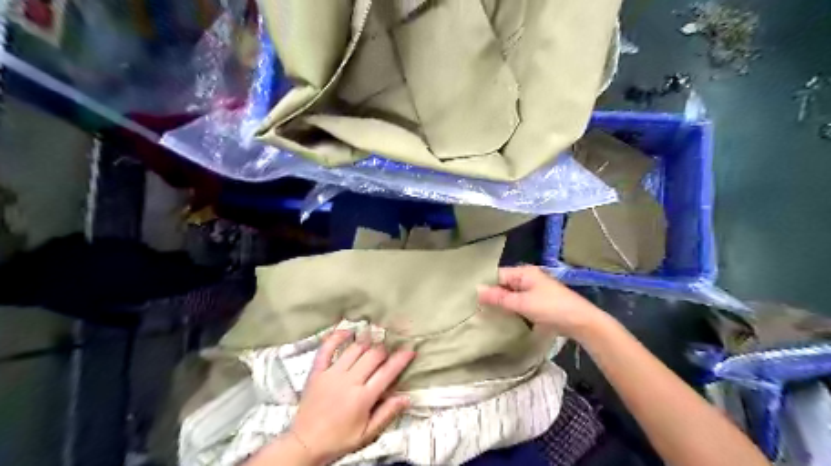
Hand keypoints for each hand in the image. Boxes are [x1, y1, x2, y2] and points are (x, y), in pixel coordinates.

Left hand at [290, 329, 414, 464]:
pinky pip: (327, 348)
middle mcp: (349, 381)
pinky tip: (348, 332)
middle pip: (373, 355)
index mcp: (363, 398)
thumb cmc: (338, 440)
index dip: (401, 359)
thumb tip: (406, 398)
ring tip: (374, 341)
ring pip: (355, 348)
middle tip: (389, 352)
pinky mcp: (317, 371)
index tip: (410, 350)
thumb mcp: (367, 434)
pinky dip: (337, 337)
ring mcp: (331, 374)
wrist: (305, 444)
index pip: (387, 372)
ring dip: (367, 342)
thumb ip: (387, 414)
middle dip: (384, 350)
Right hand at [482, 266, 604, 338]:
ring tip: (484, 313)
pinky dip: (511, 308)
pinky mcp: (538, 302)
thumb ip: (499, 297)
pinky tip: (502, 317)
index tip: (471, 298)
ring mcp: (534, 290)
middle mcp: (528, 277)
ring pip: (511, 294)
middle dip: (492, 295)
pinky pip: (519, 302)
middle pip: (504, 284)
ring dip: (501, 303)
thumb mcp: (522, 303)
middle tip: (475, 307)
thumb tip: (476, 289)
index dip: (485, 285)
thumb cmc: (551, 308)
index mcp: (524, 272)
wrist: (581, 322)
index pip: (498, 275)